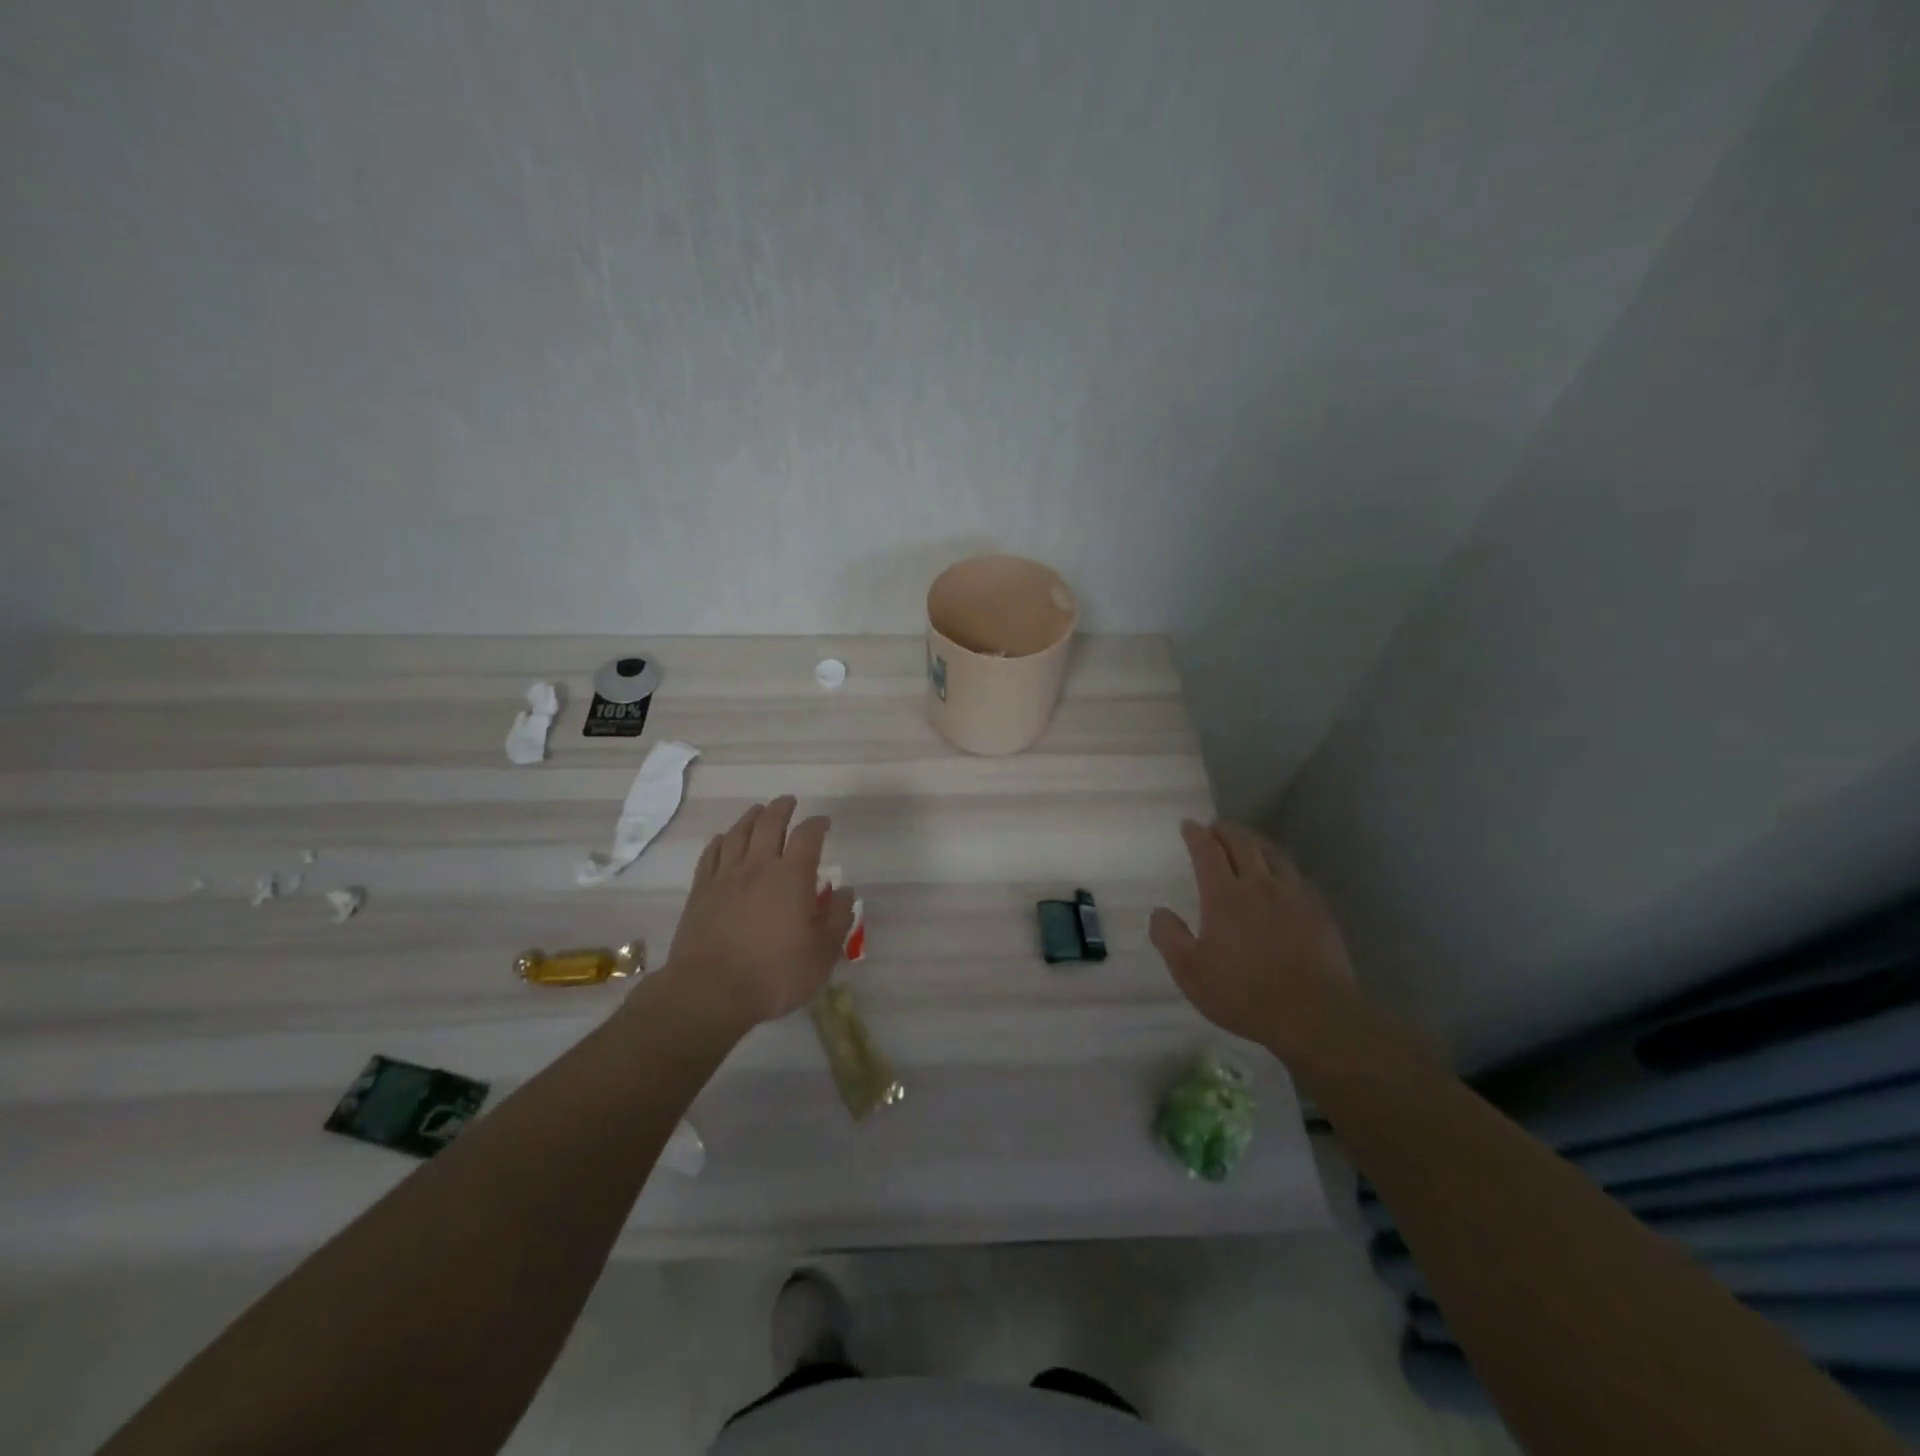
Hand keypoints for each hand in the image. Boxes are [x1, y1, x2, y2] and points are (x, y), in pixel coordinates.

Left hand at [656, 796, 855, 1031]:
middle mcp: (759, 866)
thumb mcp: (822, 953)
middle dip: (781, 808)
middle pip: (769, 823)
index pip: (808, 836)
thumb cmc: (775, 974)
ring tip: (758, 811)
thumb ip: (837, 918)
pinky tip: (723, 839)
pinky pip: (711, 855)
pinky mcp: (701, 892)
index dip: (818, 824)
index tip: (824, 822)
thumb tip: (845, 891)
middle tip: (789, 802)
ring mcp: (725, 877)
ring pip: (738, 833)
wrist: (711, 992)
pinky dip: (720, 841)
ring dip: (751, 817)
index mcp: (792, 876)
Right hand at [1149, 820, 1359, 1056]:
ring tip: (1248, 842)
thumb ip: (1170, 938)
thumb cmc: (1244, 994)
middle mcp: (1259, 886)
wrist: (1314, 1015)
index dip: (1197, 835)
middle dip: (1226, 830)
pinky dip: (1284, 868)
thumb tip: (1159, 912)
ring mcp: (1294, 896)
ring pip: (1274, 855)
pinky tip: (1285, 878)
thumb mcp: (1190, 973)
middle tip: (1216, 826)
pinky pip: (1298, 877)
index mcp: (1224, 896)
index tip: (1189, 824)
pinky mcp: (1319, 912)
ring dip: (1256, 842)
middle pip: (1243, 844)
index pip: (1208, 852)